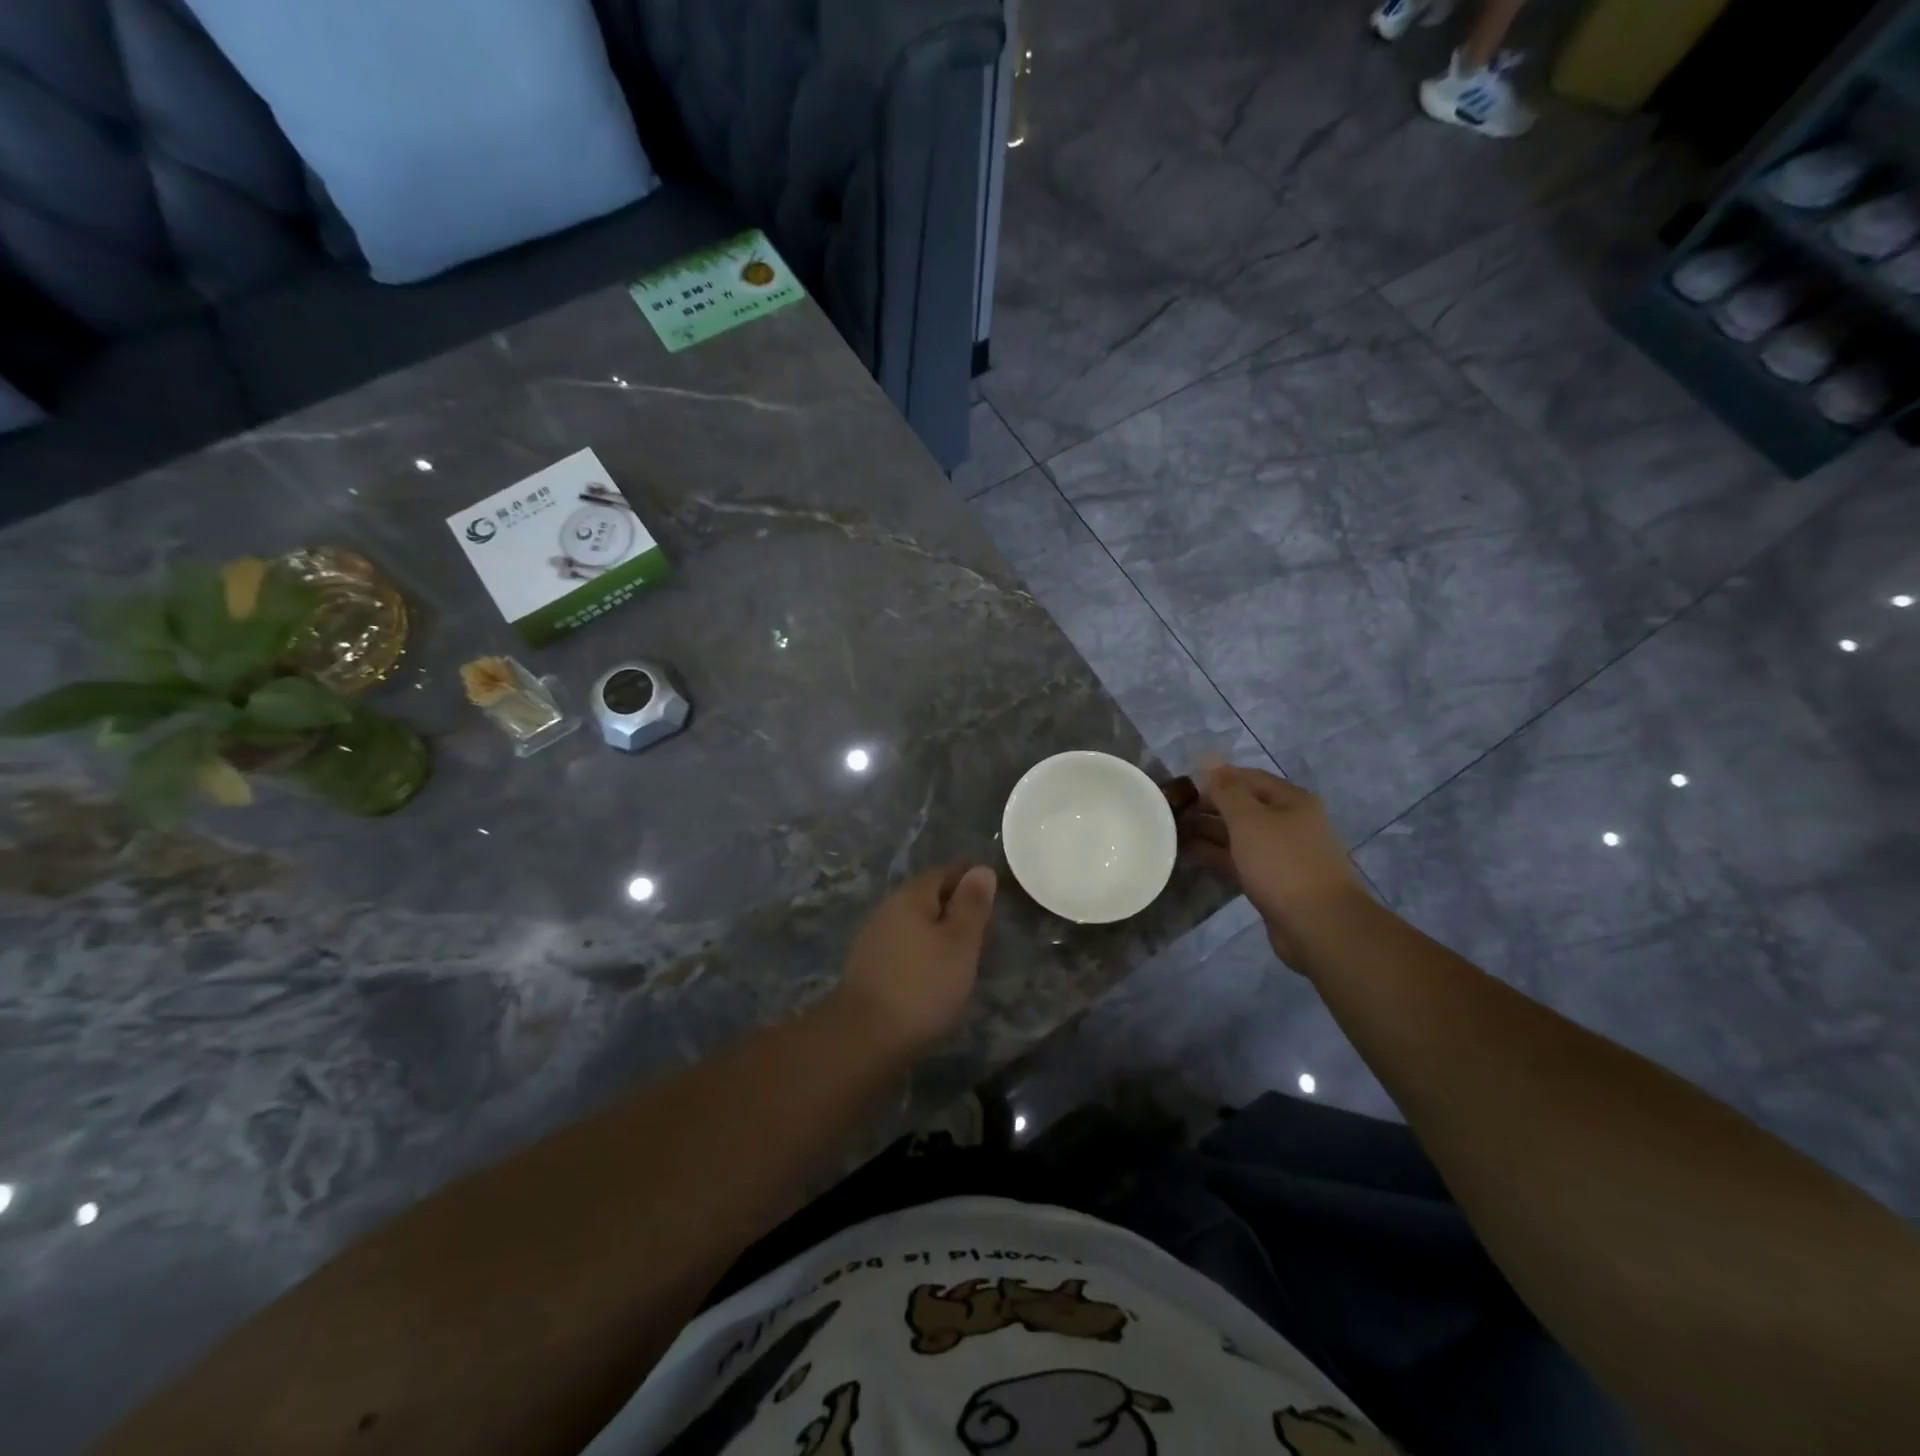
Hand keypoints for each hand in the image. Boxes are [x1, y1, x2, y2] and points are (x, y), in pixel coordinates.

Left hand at [834, 864, 996, 1053]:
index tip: (992, 892)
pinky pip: (902, 945)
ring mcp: (873, 938)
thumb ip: (972, 905)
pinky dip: (922, 950)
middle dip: (953, 905)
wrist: (865, 1036)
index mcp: (910, 896)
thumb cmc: (923, 984)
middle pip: (926, 896)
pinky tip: (933, 972)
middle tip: (982, 925)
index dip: (969, 878)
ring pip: (913, 922)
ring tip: (962, 951)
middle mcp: (887, 909)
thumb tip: (981, 869)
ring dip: (937, 930)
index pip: (943, 872)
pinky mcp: (867, 967)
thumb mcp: (960, 942)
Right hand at [1177, 762, 1368, 969]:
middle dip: (1210, 807)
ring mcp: (1284, 855)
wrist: (1319, 925)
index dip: (1216, 778)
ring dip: (1210, 832)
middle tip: (1173, 811)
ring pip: (1240, 836)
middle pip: (1244, 807)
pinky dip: (1218, 856)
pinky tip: (1191, 854)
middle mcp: (1291, 823)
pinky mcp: (1275, 882)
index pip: (1248, 778)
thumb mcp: (1249, 820)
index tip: (1182, 786)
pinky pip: (1241, 860)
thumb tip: (1208, 759)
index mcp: (1292, 801)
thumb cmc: (1283, 863)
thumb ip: (1226, 790)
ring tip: (1174, 832)